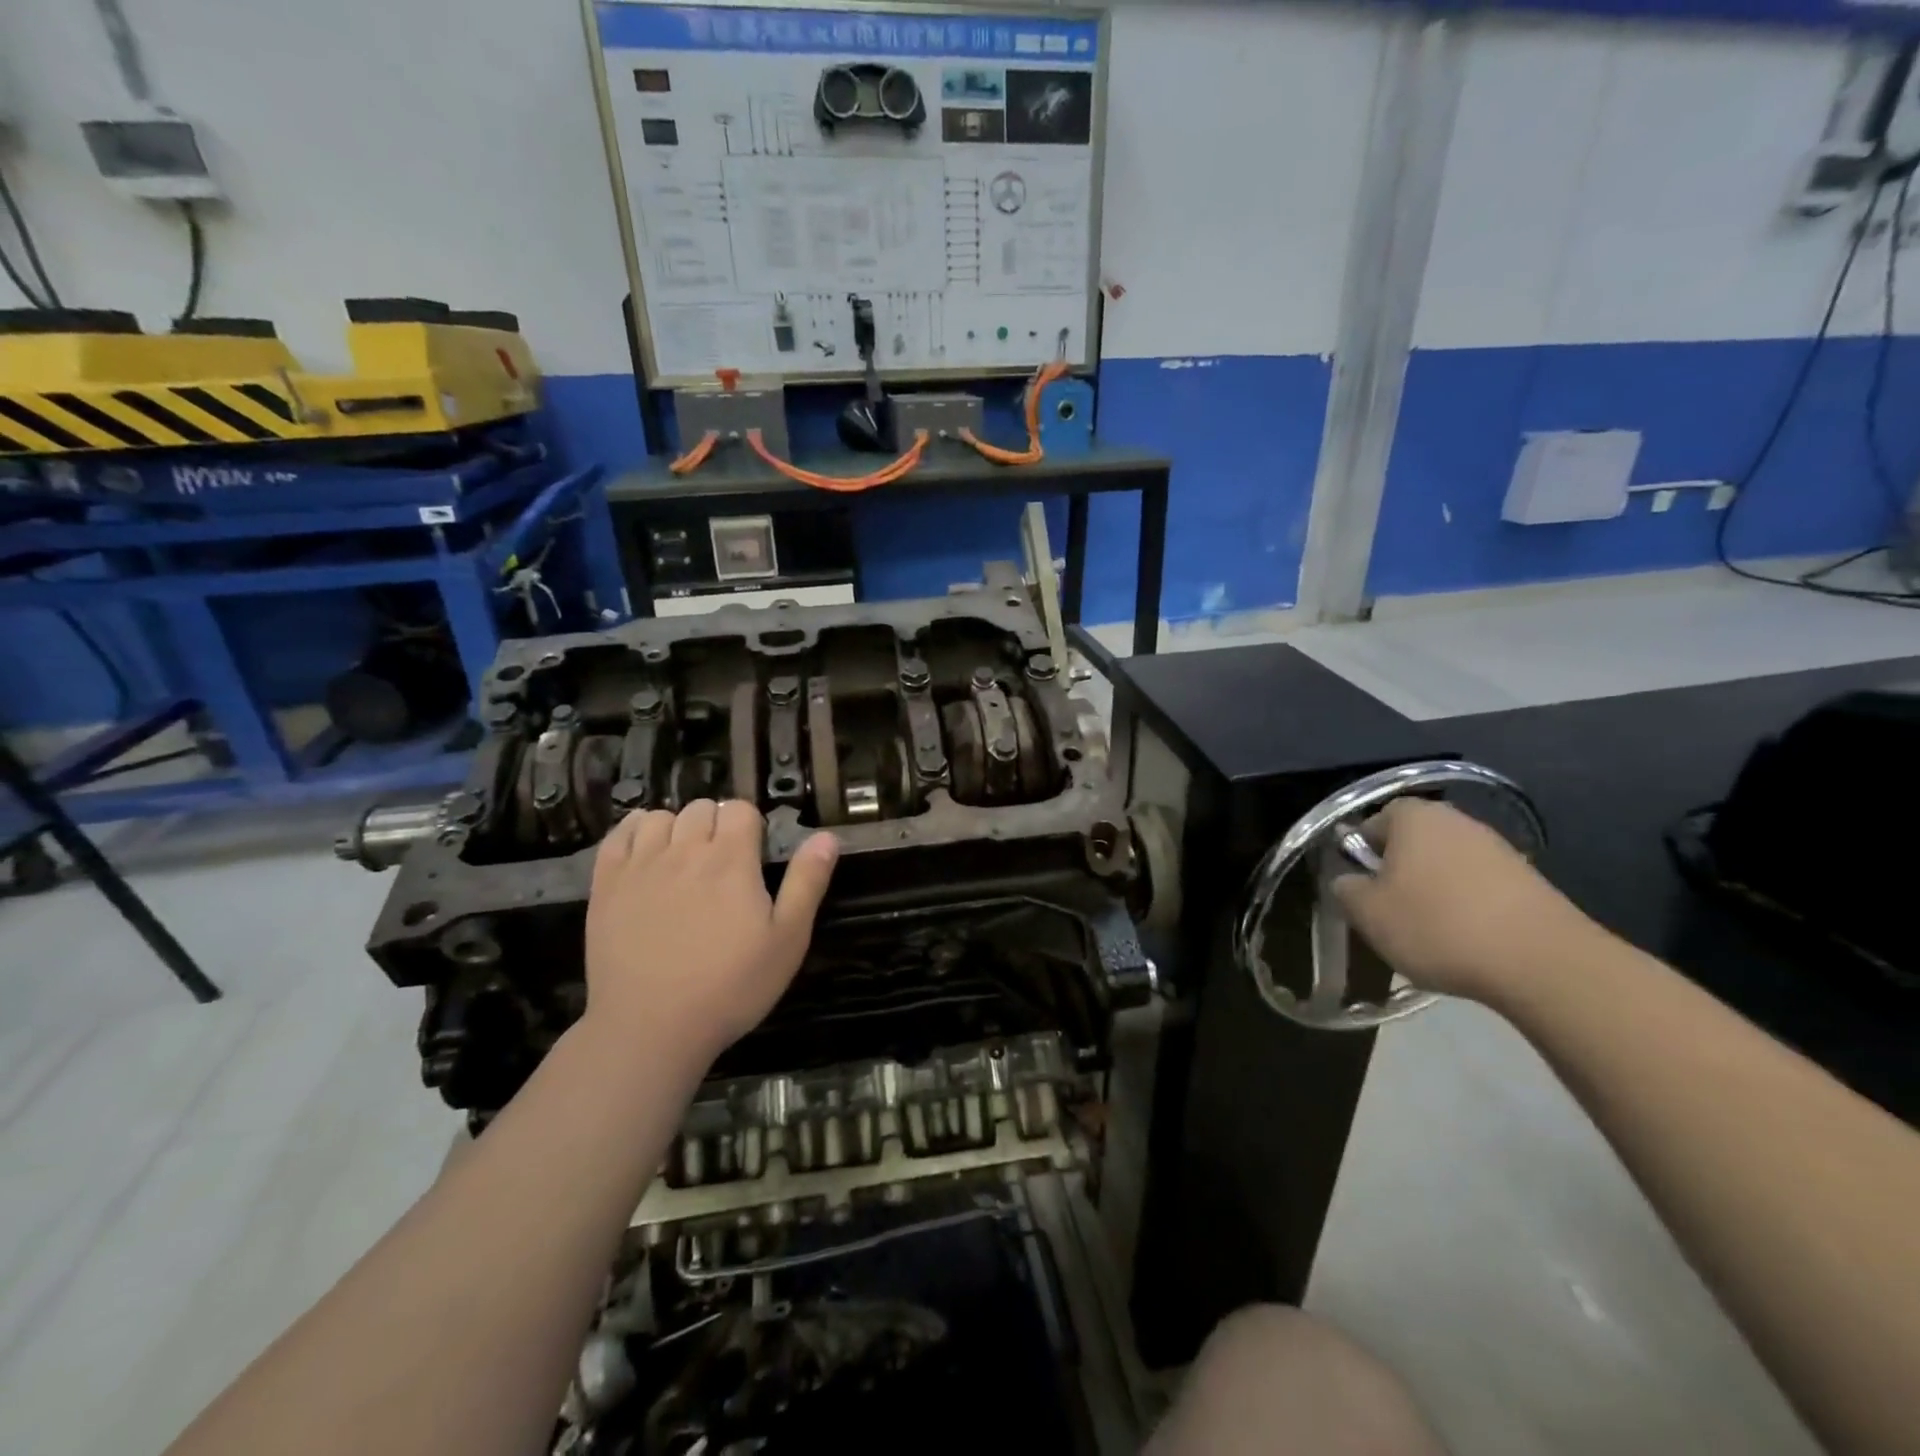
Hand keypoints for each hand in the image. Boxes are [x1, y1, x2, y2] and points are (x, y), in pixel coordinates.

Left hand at [584, 799, 838, 1064]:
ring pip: (660, 817)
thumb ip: (807, 882)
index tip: (754, 854)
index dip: (751, 824)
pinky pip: (618, 835)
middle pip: (701, 808)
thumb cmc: (730, 986)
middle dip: (716, 824)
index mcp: (731, 859)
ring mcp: (641, 866)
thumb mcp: (787, 940)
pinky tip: (645, 850)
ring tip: (683, 859)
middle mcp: (685, 850)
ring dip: (677, 828)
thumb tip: (827, 836)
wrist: (651, 1027)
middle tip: (723, 862)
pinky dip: (634, 831)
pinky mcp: (606, 886)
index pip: (741, 809)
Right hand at [1330, 798, 1597, 1002]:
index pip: (1374, 821)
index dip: (1361, 852)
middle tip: (1390, 912)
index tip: (1361, 888)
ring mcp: (1498, 849)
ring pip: (1447, 867)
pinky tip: (1467, 942)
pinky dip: (1469, 909)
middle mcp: (1457, 821)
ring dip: (1435, 892)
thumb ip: (1346, 889)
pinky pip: (1481, 888)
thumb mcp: (1368, 913)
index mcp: (1414, 817)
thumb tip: (1349, 881)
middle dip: (1399, 872)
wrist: (1543, 963)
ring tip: (1429, 934)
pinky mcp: (1530, 882)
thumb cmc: (1438, 926)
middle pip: (1413, 843)